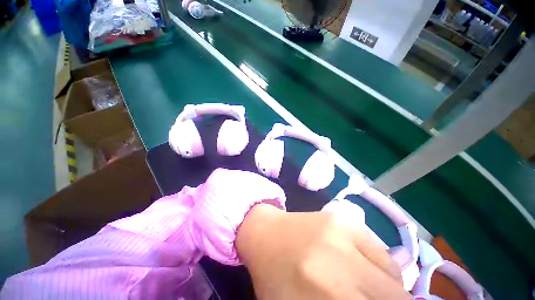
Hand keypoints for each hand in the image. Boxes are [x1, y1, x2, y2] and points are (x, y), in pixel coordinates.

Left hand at [236, 204, 410, 299]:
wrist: (265, 233)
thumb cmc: (275, 277)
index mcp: (320, 295)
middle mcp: (336, 262)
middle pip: (393, 299)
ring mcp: (341, 233)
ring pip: (394, 280)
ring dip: (388, 293)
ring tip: (367, 290)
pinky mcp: (344, 219)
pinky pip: (385, 256)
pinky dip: (383, 272)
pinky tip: (365, 270)